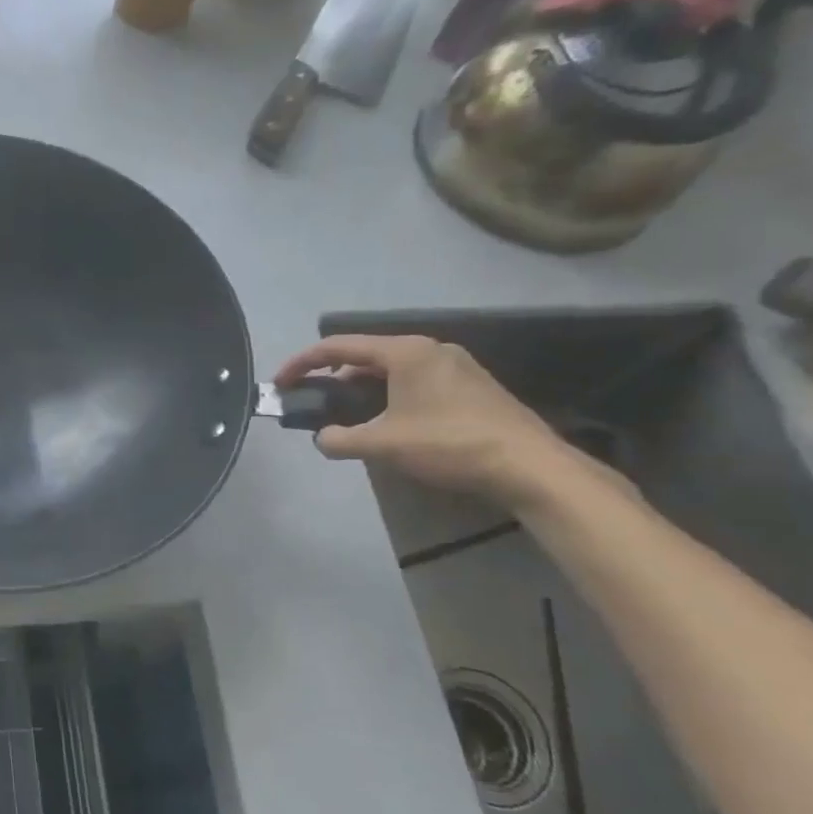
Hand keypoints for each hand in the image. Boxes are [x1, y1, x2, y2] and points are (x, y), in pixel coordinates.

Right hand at [274, 334, 579, 508]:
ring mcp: (456, 367)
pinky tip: (388, 421)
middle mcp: (431, 349)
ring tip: (346, 414)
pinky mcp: (472, 387)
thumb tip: (323, 439)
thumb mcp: (383, 445)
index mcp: (406, 352)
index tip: (281, 381)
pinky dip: (389, 394)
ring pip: (392, 369)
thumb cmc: (450, 443)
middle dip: (333, 376)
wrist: (531, 467)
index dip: (303, 363)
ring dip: (362, 387)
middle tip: (313, 399)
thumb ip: (340, 439)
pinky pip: (415, 381)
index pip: (339, 347)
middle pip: (366, 355)